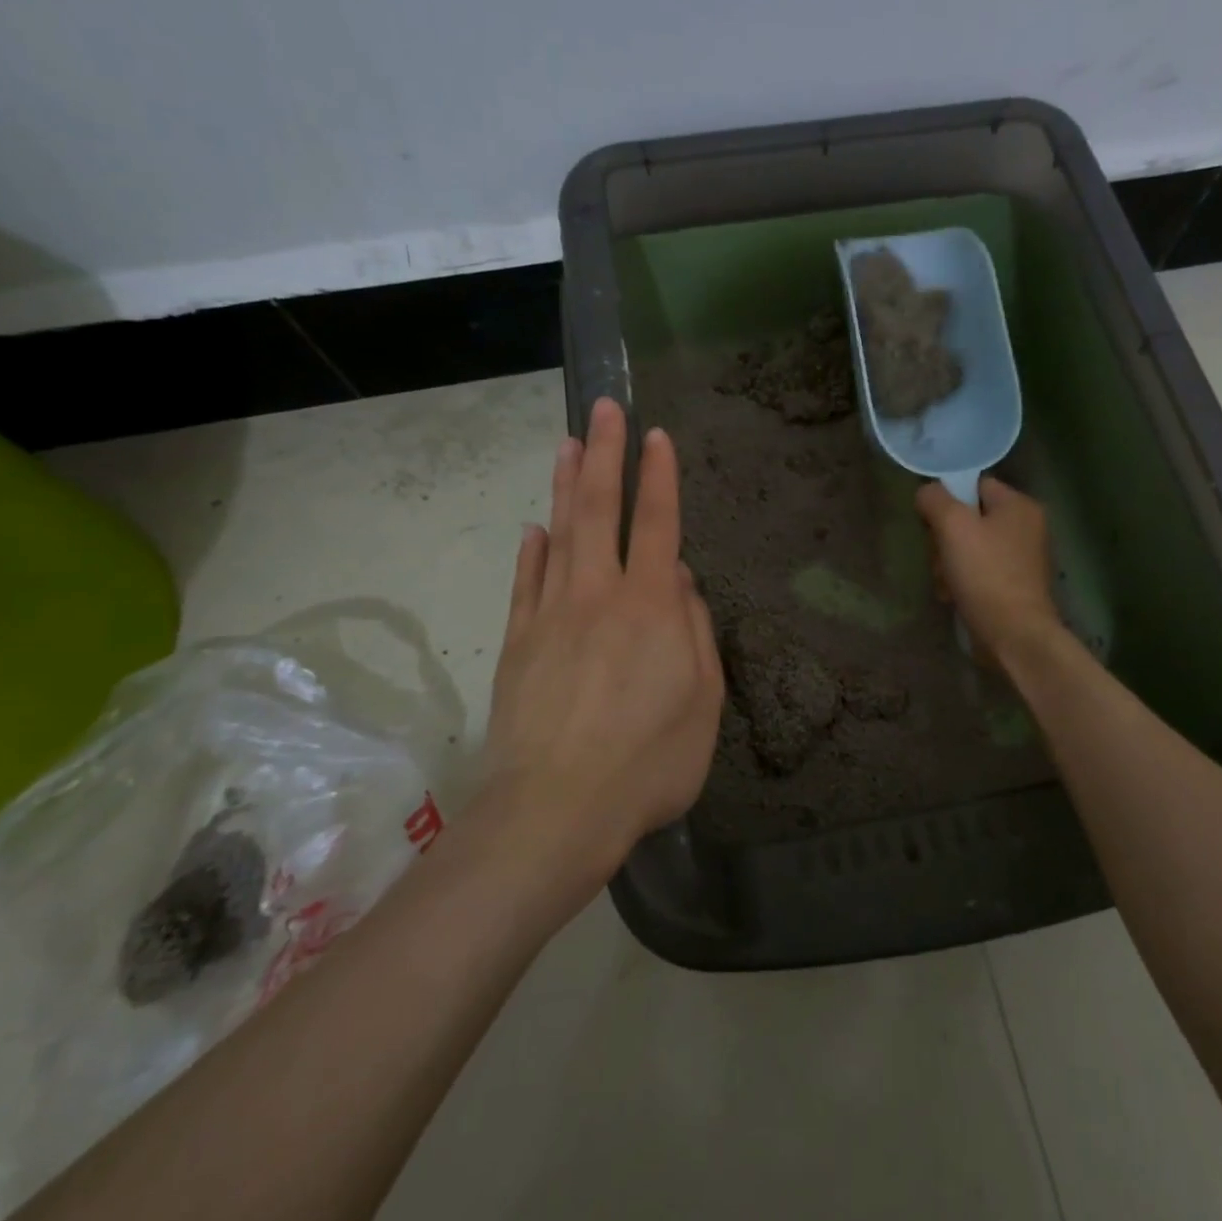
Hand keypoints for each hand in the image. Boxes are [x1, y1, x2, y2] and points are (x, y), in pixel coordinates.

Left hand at [477, 397, 723, 896]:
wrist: (554, 812)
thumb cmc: (648, 763)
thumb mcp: (703, 703)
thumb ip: (695, 633)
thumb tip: (681, 583)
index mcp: (650, 608)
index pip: (658, 525)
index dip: (658, 477)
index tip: (655, 436)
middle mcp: (598, 596)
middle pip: (599, 511)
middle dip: (603, 455)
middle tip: (603, 408)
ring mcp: (550, 616)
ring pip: (558, 535)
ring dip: (563, 486)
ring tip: (566, 444)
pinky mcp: (518, 644)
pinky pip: (525, 584)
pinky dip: (531, 552)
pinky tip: (533, 530)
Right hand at [915, 477, 1065, 663]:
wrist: (1015, 635)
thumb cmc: (985, 574)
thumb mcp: (953, 526)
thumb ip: (935, 499)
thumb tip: (926, 493)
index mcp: (1019, 505)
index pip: (974, 484)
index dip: (947, 499)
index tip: (930, 523)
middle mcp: (1026, 527)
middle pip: (969, 518)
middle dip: (944, 539)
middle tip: (938, 558)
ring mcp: (1022, 558)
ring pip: (970, 547)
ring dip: (948, 563)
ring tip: (944, 583)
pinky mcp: (1015, 585)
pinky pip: (979, 571)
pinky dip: (962, 581)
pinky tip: (952, 596)